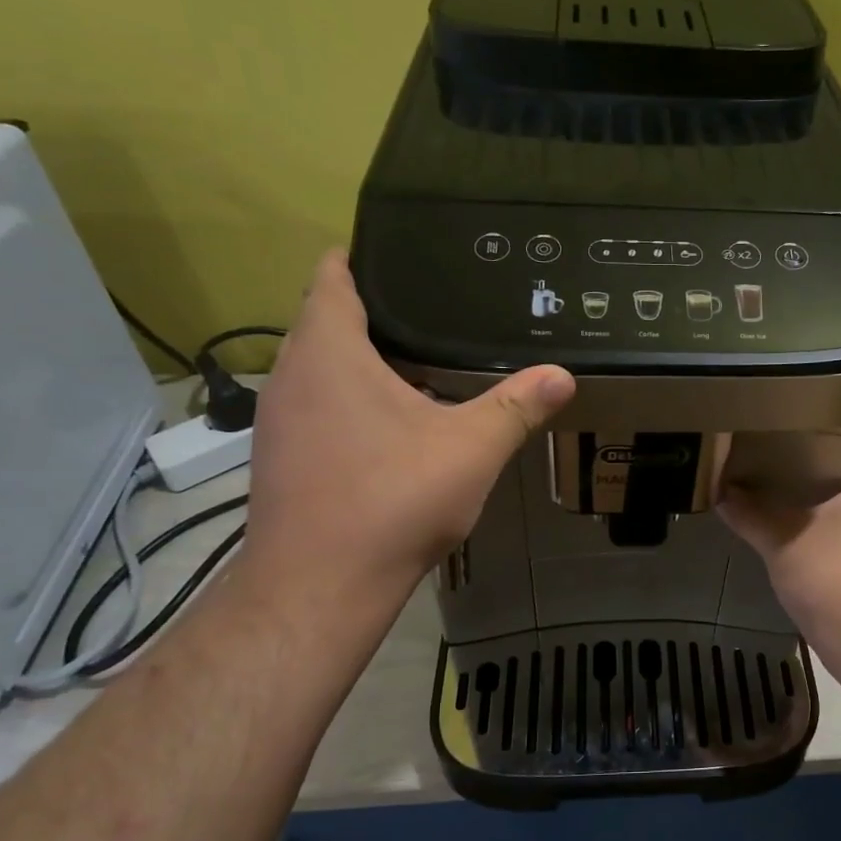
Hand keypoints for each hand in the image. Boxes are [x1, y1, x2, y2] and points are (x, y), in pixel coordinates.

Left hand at [242, 250, 574, 609]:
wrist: (319, 586)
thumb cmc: (392, 501)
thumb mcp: (470, 449)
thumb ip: (516, 407)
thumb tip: (562, 375)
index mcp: (329, 354)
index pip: (331, 279)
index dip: (359, 259)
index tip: (398, 254)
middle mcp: (291, 377)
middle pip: (325, 323)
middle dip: (372, 314)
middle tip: (430, 312)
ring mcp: (278, 421)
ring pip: (318, 370)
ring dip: (358, 363)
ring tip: (417, 363)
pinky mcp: (280, 459)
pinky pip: (315, 408)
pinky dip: (347, 402)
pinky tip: (389, 427)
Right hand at [719, 446, 840, 657]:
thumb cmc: (829, 580)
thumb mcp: (780, 543)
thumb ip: (750, 515)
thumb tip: (720, 493)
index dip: (820, 439)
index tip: (788, 441)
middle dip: (815, 471)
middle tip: (776, 466)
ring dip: (823, 502)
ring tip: (782, 496)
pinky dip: (833, 527)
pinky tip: (801, 533)